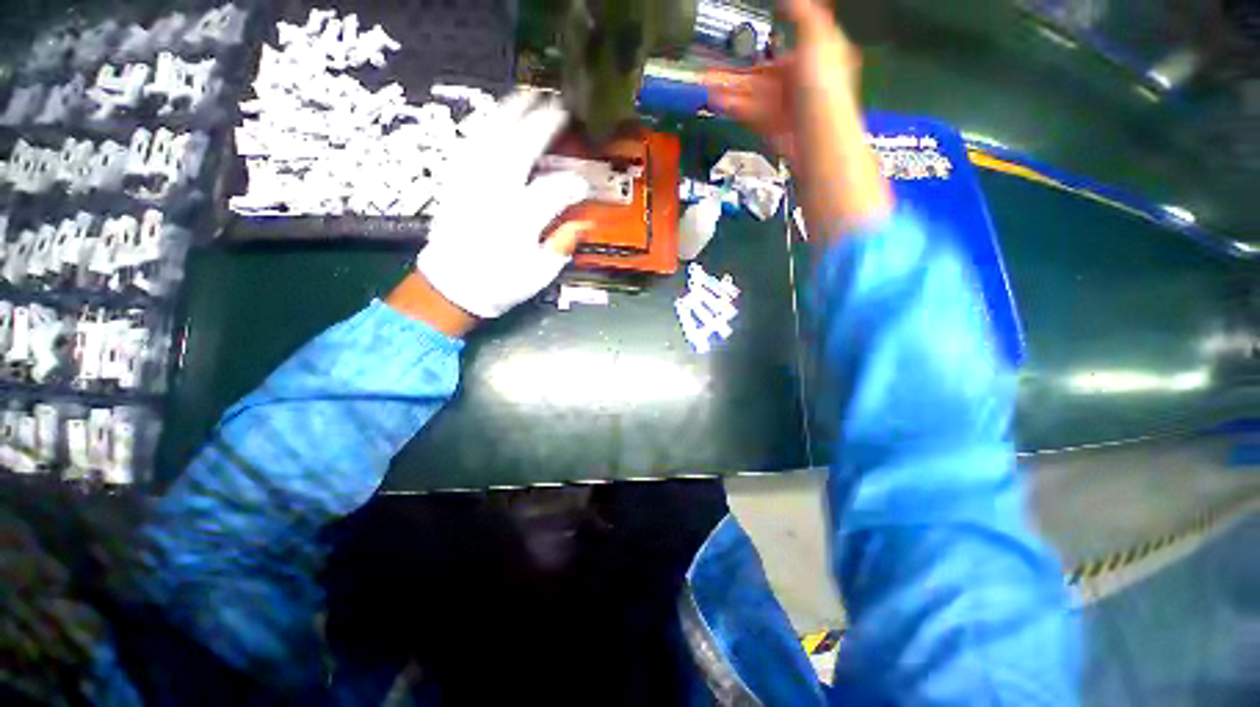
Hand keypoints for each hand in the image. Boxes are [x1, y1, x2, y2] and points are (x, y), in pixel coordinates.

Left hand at [414, 90, 591, 322]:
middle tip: (560, 108)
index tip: (585, 184)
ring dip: (510, 114)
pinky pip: (468, 145)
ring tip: (528, 97)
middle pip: (519, 150)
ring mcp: (470, 185)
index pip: (552, 193)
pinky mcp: (454, 182)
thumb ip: (562, 247)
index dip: (572, 185)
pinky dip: (484, 126)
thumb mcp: (538, 275)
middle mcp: (493, 196)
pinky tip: (494, 116)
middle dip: (542, 127)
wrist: (452, 286)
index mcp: (518, 223)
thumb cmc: (500, 284)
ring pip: (490, 139)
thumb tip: (584, 225)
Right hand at [707, 0, 890, 234]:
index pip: (784, 48)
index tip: (739, 42)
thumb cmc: (824, 87)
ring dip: (726, 88)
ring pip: (749, 94)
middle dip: (734, 71)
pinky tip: (714, 99)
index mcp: (813, 58)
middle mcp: (797, 82)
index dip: (762, 44)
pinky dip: (731, 106)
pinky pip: (748, 113)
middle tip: (710, 67)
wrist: (818, 137)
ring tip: (704, 83)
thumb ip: (803, 14)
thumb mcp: (818, 37)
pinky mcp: (770, 127)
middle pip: (759, 74)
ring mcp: (782, 106)